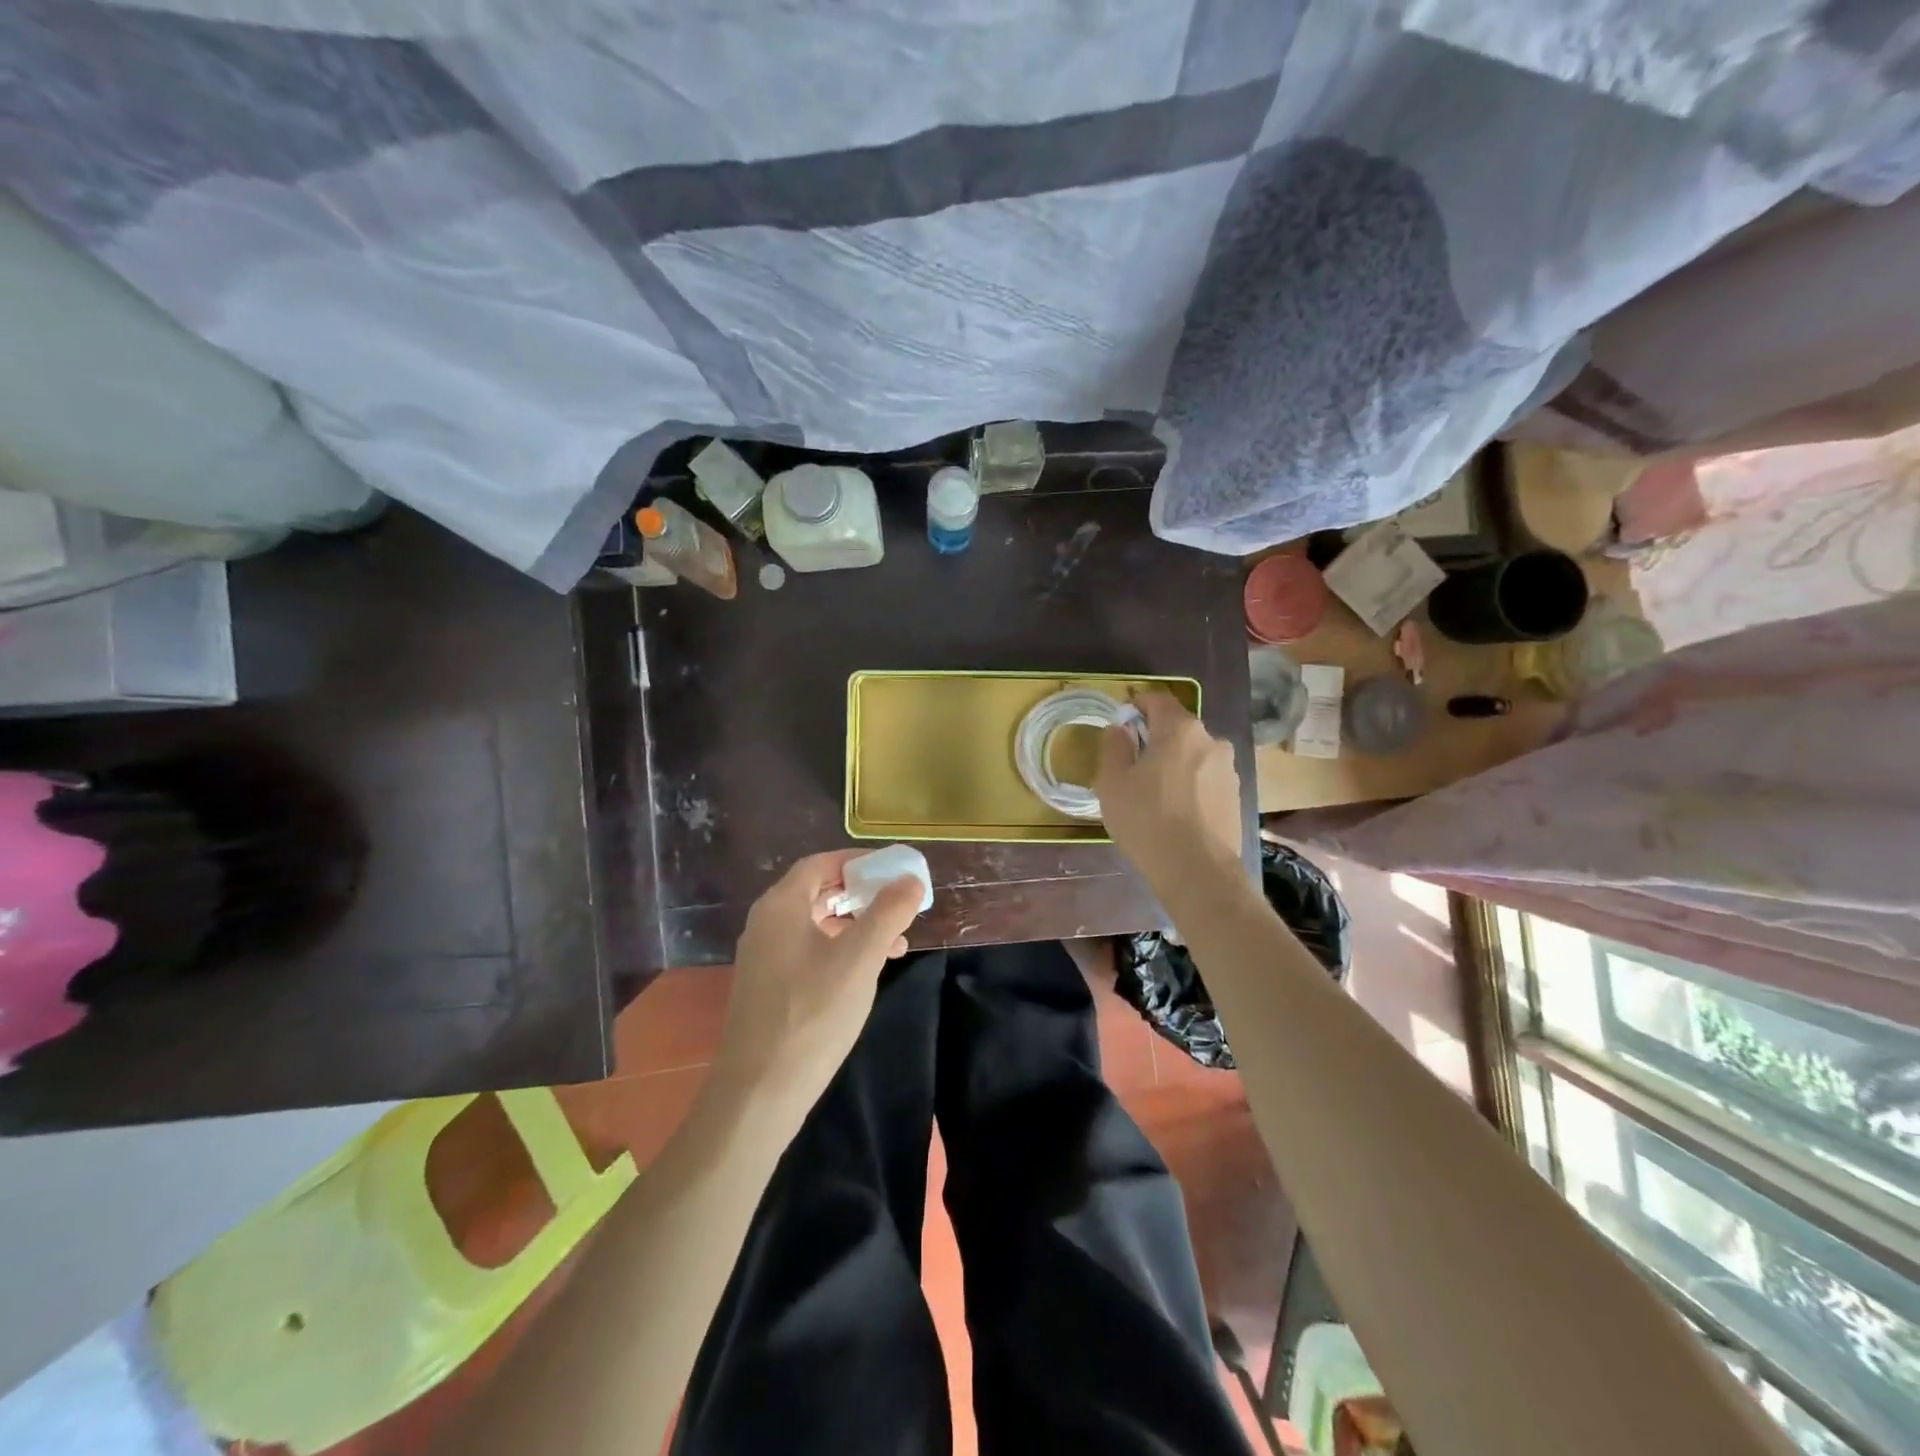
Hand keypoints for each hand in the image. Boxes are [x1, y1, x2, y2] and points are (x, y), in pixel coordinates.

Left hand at [711, 851, 922, 1116]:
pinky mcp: (768, 986)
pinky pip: (808, 951)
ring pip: (816, 924)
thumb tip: (910, 880)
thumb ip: (887, 913)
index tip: (895, 868)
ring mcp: (764, 956)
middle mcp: (766, 923)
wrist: (759, 1091)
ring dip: (856, 925)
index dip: (859, 861)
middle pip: (818, 891)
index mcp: (781, 906)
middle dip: (862, 894)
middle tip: (900, 902)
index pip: (821, 863)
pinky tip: (867, 971)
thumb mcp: (859, 959)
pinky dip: (840, 949)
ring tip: (897, 942)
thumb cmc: (812, 1014)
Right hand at [1096, 692, 1242, 891]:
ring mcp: (1228, 770)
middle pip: (1177, 728)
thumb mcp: (1112, 782)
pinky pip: (1205, 780)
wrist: (1198, 871)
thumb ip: (1114, 746)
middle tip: (1132, 766)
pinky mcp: (1236, 796)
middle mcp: (1211, 741)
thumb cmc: (1147, 819)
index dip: (1137, 706)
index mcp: (1180, 729)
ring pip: (1193, 755)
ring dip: (1173, 765)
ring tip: (1154, 795)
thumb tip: (1120, 728)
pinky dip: (1189, 786)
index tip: (1121, 724)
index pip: (1158, 700)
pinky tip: (1175, 813)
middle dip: (1155, 739)